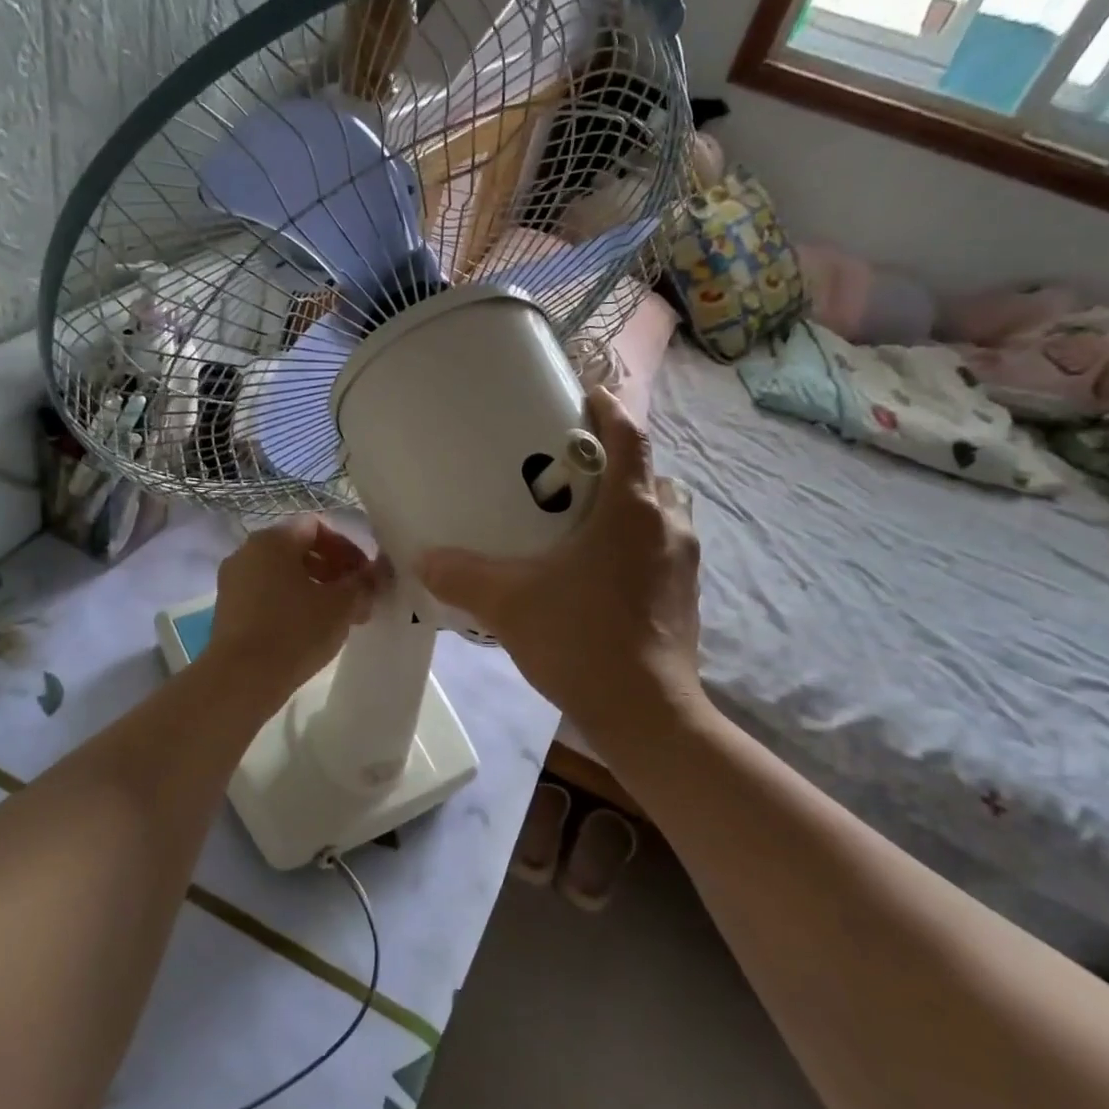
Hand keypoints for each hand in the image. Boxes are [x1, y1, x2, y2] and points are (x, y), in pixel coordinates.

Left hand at [203, 516, 381, 710]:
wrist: (240, 680)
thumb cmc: (295, 632)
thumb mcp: (341, 605)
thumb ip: (364, 582)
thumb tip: (379, 571)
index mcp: (272, 540)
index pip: (317, 526)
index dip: (347, 547)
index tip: (365, 575)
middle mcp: (247, 552)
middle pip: (299, 549)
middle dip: (333, 570)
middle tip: (356, 598)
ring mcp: (233, 581)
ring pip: (283, 574)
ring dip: (315, 588)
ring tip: (338, 618)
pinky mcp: (228, 610)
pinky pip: (267, 594)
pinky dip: (292, 603)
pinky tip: (310, 631)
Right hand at [418, 385, 702, 754]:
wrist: (645, 714)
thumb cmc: (581, 640)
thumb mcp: (509, 604)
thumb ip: (462, 576)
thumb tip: (422, 558)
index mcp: (631, 510)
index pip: (629, 437)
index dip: (609, 408)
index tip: (587, 394)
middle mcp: (667, 526)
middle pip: (651, 473)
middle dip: (619, 463)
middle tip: (576, 471)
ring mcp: (683, 564)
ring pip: (664, 513)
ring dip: (635, 505)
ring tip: (590, 520)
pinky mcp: (686, 597)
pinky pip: (664, 550)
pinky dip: (639, 544)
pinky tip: (602, 573)